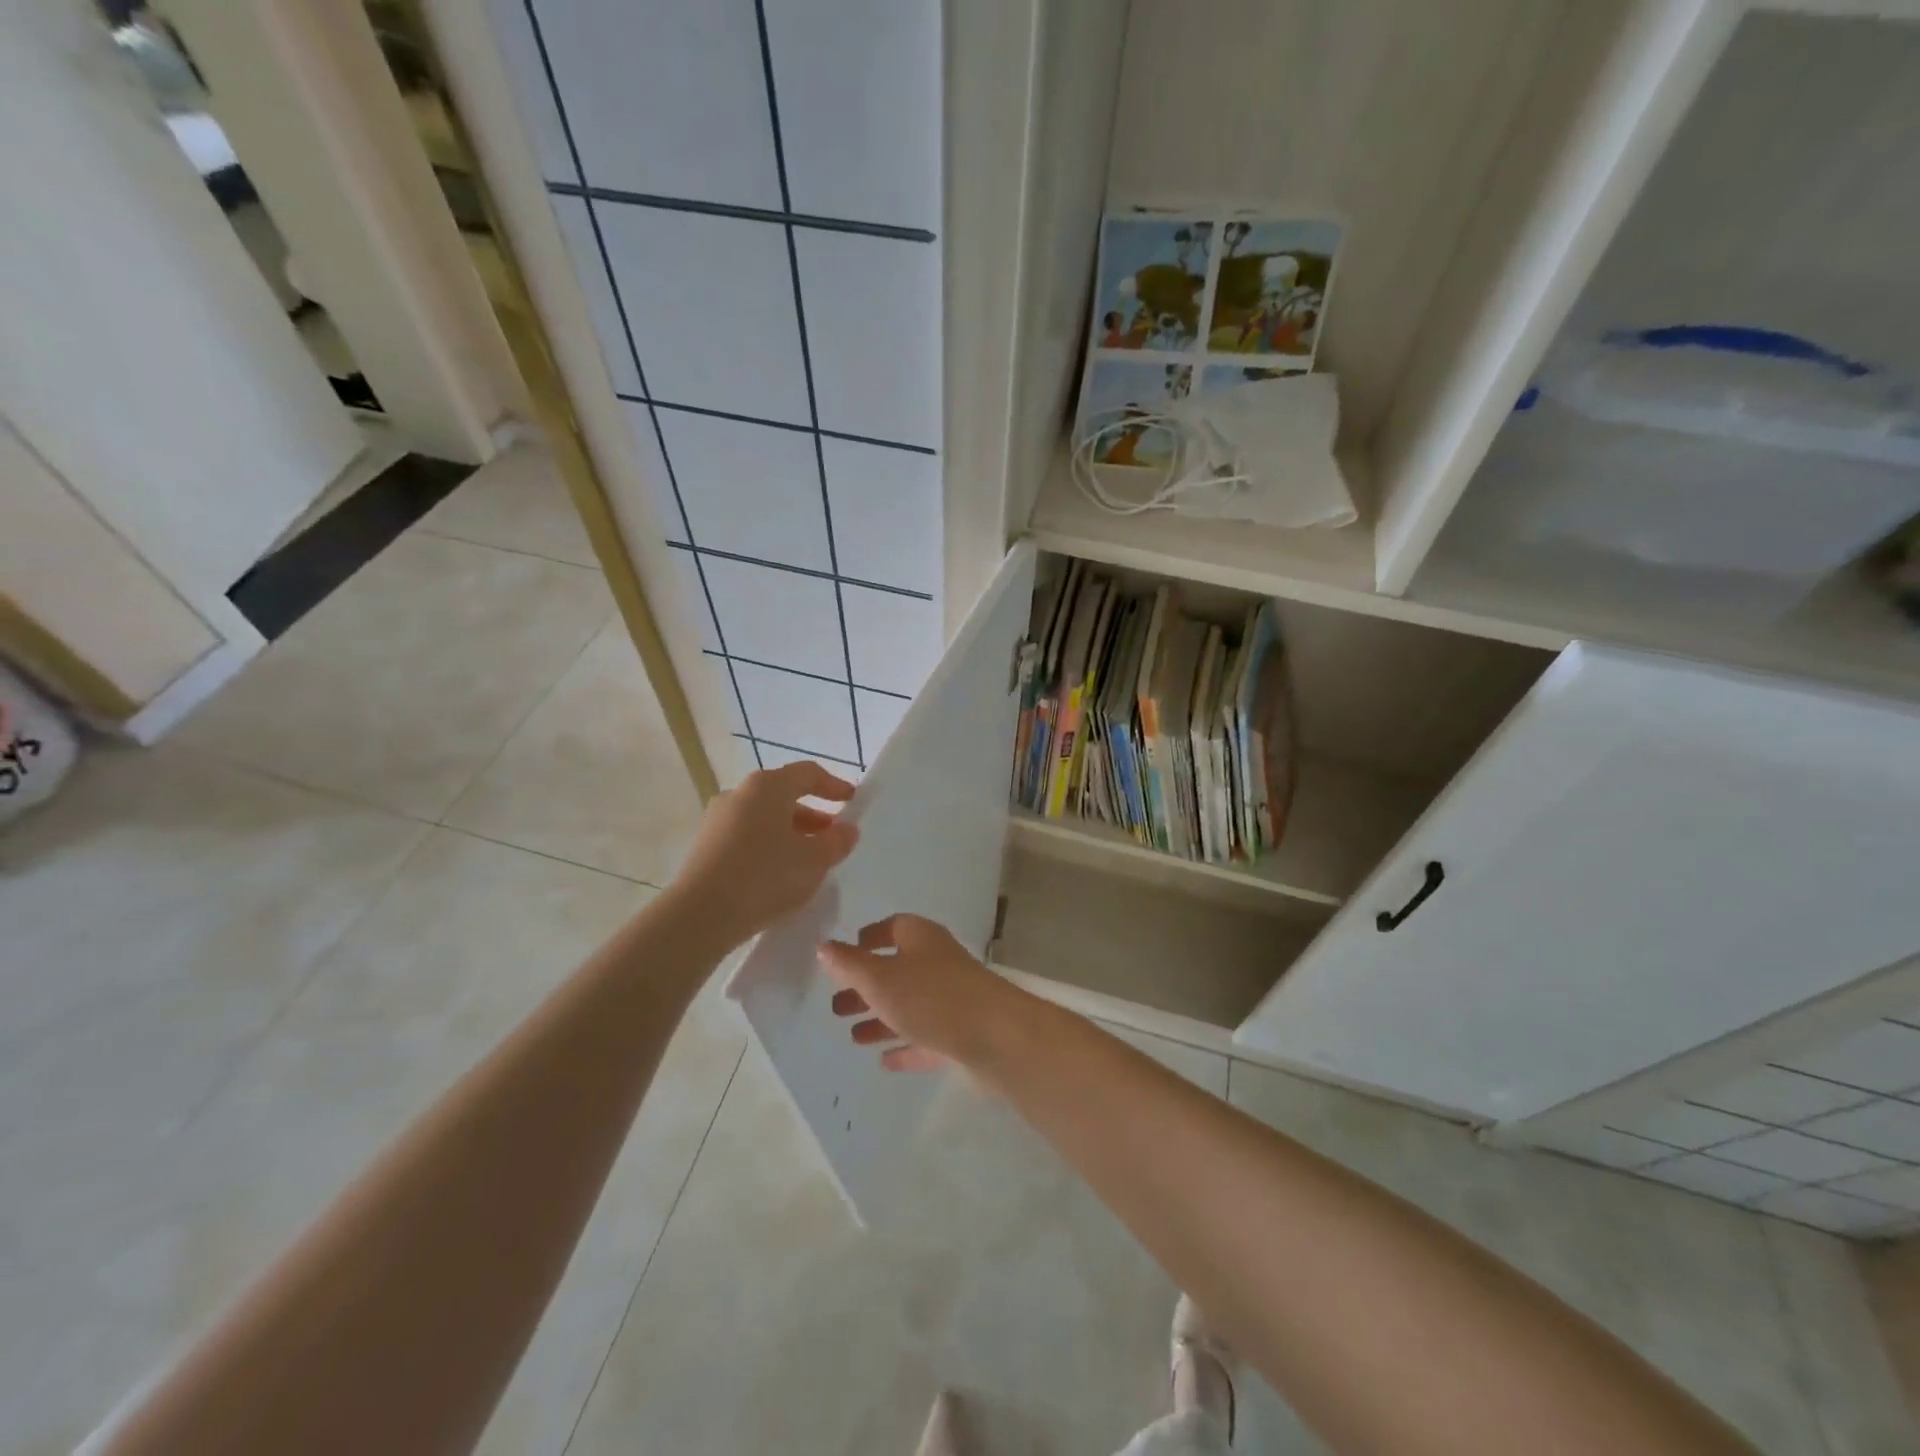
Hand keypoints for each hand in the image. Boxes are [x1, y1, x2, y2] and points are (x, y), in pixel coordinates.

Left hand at [671, 762, 857, 948]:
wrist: (701, 915)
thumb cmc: (766, 876)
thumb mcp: (814, 860)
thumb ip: (836, 841)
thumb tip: (847, 829)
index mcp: (767, 786)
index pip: (808, 773)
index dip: (834, 785)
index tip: (853, 801)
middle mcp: (739, 793)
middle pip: (784, 795)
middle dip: (813, 815)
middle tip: (833, 837)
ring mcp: (718, 820)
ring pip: (765, 818)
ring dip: (791, 833)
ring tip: (810, 861)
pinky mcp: (705, 846)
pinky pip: (747, 837)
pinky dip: (769, 847)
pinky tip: (780, 875)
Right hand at [818, 914, 1029, 1074]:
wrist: (995, 1036)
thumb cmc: (932, 997)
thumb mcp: (880, 978)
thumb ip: (849, 965)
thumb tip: (823, 946)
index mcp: (921, 939)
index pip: (893, 927)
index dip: (870, 938)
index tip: (847, 952)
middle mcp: (937, 964)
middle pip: (897, 970)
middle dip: (866, 987)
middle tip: (836, 1006)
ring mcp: (952, 1000)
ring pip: (910, 1006)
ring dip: (882, 1018)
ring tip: (852, 1036)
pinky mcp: (961, 1035)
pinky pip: (926, 1038)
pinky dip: (905, 1046)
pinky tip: (885, 1061)